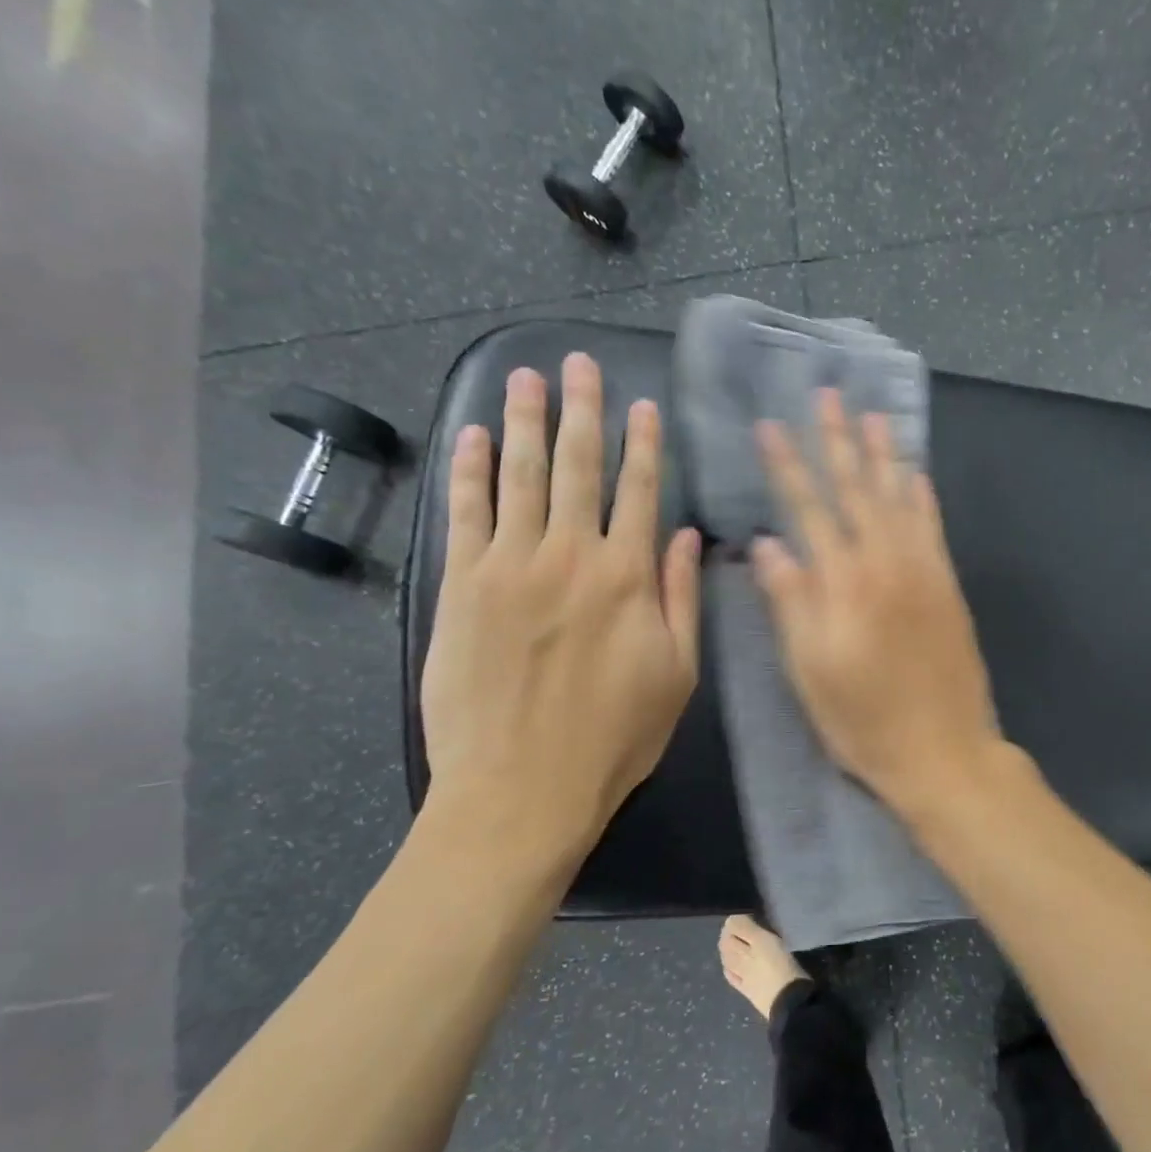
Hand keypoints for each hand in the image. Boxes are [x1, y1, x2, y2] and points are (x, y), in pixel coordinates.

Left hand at [420, 355, 700, 879]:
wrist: (521, 788)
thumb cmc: (614, 739)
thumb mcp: (677, 675)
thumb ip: (682, 599)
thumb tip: (689, 537)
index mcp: (628, 578)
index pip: (640, 492)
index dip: (643, 445)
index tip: (641, 405)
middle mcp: (570, 556)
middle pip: (577, 468)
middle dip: (581, 412)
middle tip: (577, 363)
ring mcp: (509, 566)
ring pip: (519, 476)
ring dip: (524, 422)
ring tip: (527, 377)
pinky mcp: (461, 585)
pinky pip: (466, 513)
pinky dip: (469, 470)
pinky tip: (473, 436)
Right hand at [753, 389, 1000, 810]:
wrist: (944, 752)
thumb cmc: (864, 721)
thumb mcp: (810, 672)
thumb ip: (790, 603)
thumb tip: (766, 545)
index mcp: (844, 584)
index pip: (809, 510)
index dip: (788, 466)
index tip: (770, 426)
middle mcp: (885, 564)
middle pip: (857, 491)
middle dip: (837, 441)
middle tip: (826, 396)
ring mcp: (924, 572)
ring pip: (899, 498)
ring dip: (883, 454)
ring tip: (871, 415)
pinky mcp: (948, 587)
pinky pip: (934, 528)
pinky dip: (923, 497)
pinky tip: (916, 473)